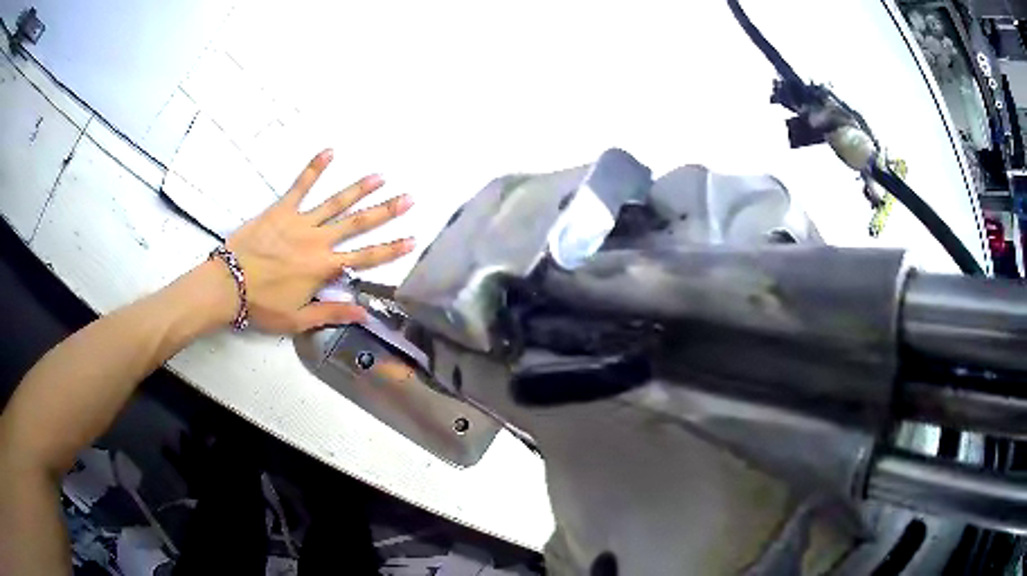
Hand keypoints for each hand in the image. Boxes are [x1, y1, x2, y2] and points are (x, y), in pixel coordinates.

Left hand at [220, 149, 413, 332]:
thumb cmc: (262, 305)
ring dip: (359, 188)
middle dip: (385, 211)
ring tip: (379, 176)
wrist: (227, 286)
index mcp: (323, 268)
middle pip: (357, 224)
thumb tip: (365, 312)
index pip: (365, 258)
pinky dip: (314, 168)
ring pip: (335, 202)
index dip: (390, 250)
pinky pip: (300, 185)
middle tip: (408, 198)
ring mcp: (300, 221)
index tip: (412, 239)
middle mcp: (318, 241)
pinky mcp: (281, 210)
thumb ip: (332, 314)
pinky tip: (330, 151)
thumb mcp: (298, 319)